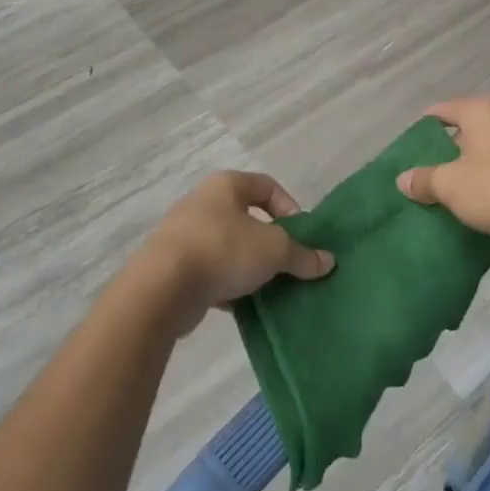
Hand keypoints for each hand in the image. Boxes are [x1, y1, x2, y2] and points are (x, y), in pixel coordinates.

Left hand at [144, 172, 333, 335]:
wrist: (161, 288)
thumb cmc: (223, 250)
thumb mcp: (274, 250)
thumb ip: (302, 255)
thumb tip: (328, 261)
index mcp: (225, 185)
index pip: (266, 186)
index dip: (289, 207)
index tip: (300, 235)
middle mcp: (203, 203)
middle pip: (247, 218)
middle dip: (270, 242)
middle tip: (286, 264)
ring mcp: (184, 234)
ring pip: (229, 246)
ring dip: (249, 265)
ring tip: (267, 287)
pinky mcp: (173, 266)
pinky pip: (210, 270)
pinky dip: (227, 284)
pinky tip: (241, 304)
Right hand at [395, 98, 489, 244]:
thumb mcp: (451, 186)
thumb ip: (424, 179)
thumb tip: (403, 179)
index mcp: (480, 110)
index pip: (442, 110)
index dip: (424, 126)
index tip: (412, 145)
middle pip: (469, 125)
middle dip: (451, 145)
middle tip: (433, 168)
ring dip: (476, 159)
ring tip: (460, 183)